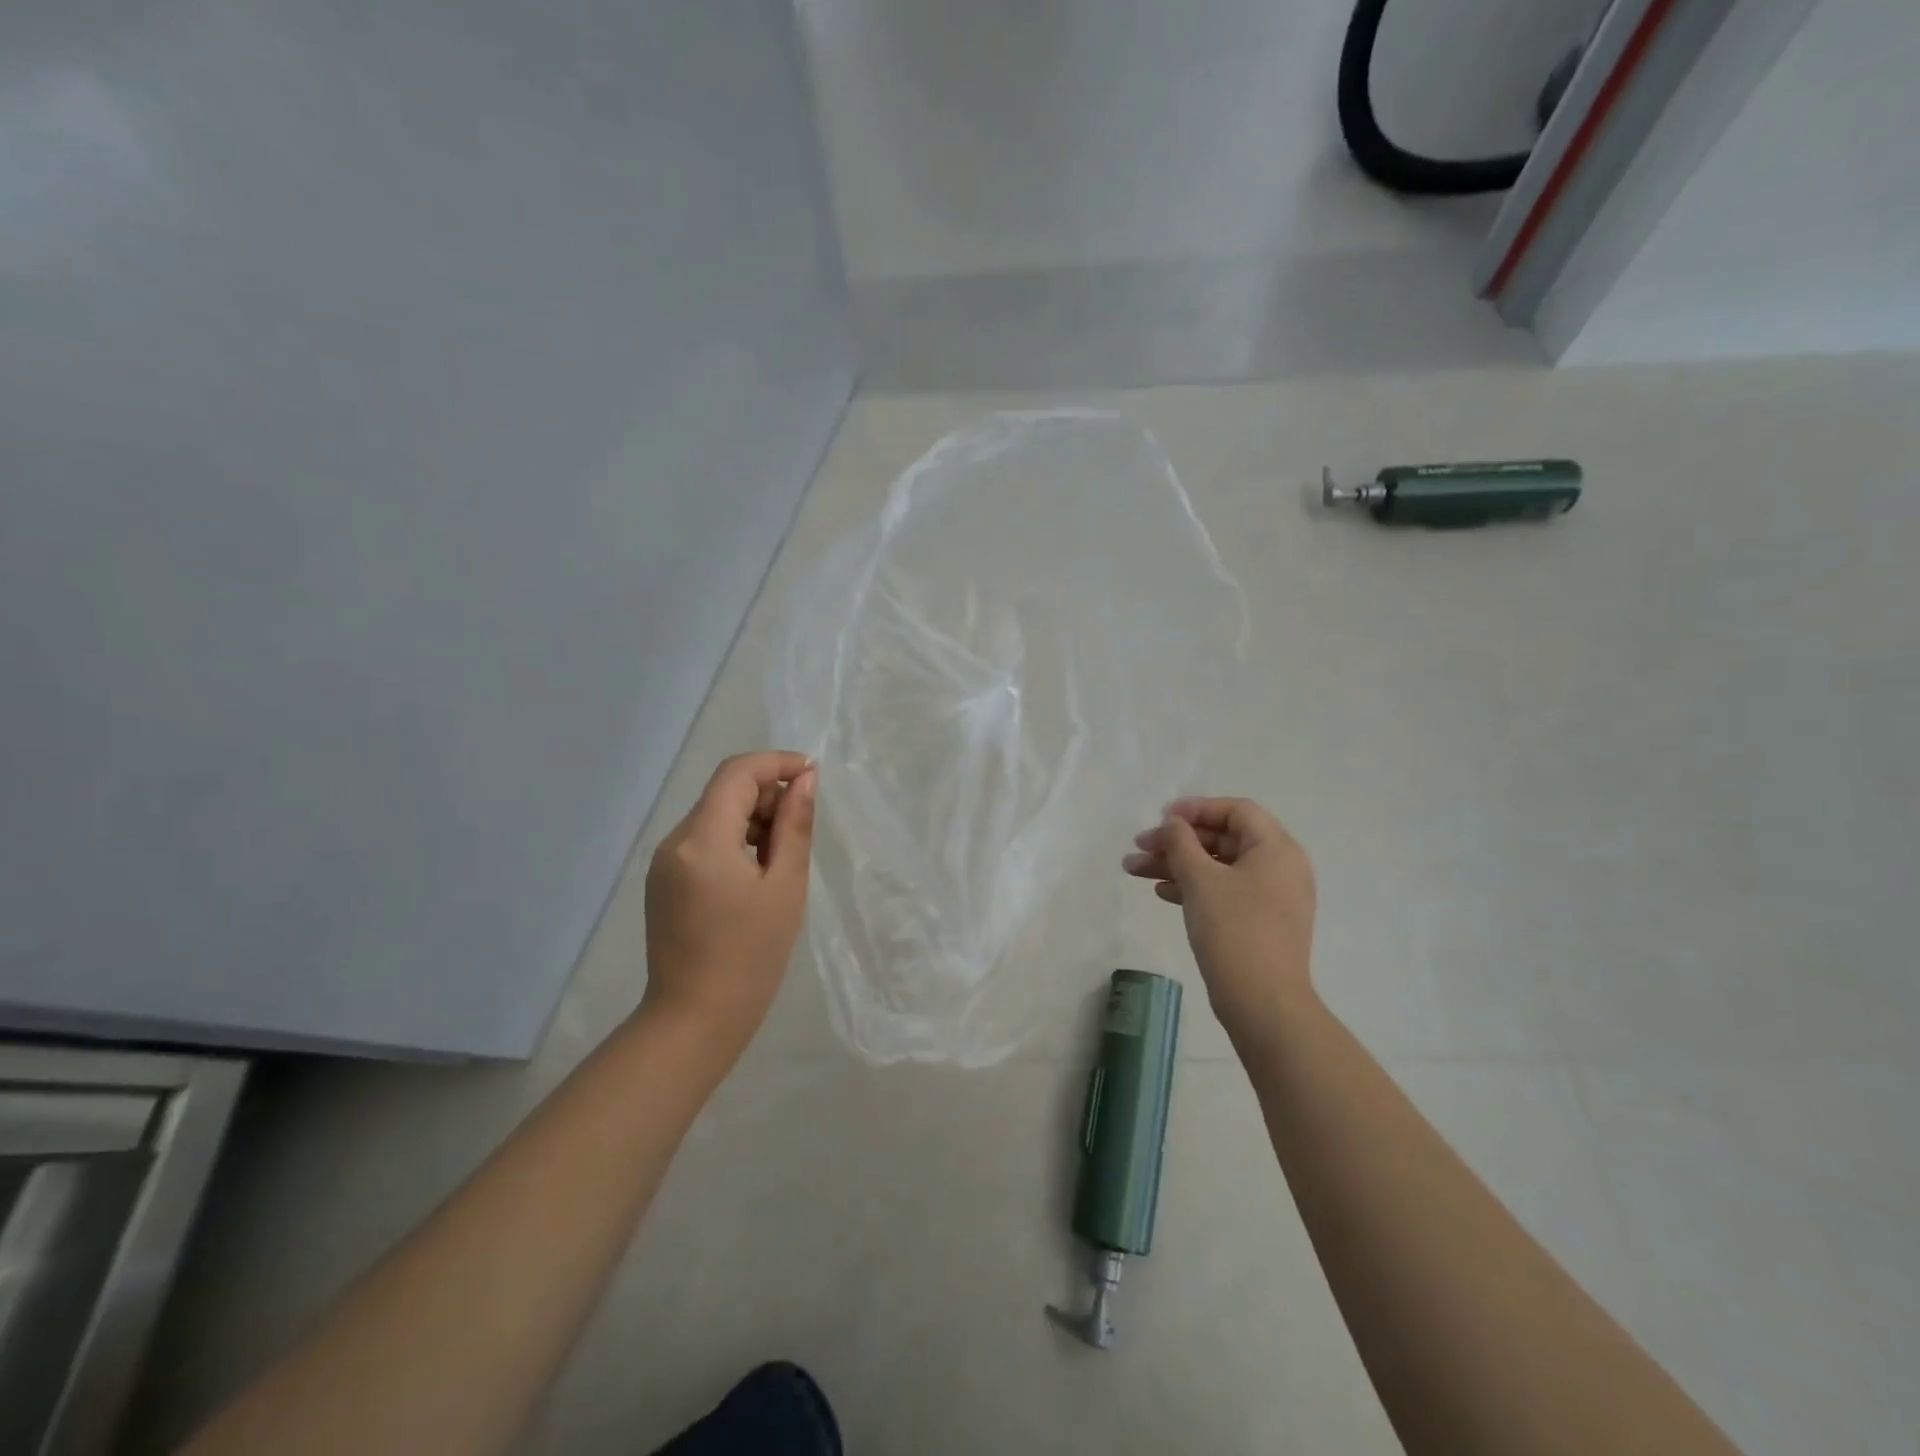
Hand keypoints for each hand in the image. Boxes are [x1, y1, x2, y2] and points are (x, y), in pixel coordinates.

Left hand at [642, 752, 815, 1052]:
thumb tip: (805, 780)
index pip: (737, 773)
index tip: (812, 775)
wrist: (696, 1019)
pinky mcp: (663, 882)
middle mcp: (674, 841)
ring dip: (752, 819)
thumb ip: (795, 825)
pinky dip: (734, 841)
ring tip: (782, 858)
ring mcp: (664, 862)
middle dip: (767, 795)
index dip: (776, 763)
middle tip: (800, 829)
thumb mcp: (785, 886)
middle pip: (724, 792)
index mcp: (702, 839)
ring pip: (714, 816)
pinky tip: (756, 874)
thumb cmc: (751, 955)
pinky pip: (703, 842)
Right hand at [1123, 796, 1316, 1045]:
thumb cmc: (1234, 930)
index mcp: (1277, 849)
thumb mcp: (1201, 879)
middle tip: (1140, 846)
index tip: (1162, 819)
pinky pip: (1223, 891)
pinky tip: (1161, 892)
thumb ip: (1181, 842)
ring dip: (1177, 864)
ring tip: (1134, 870)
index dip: (1196, 808)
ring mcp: (1271, 897)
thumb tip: (1172, 824)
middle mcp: (1280, 867)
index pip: (1236, 810)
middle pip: (1223, 838)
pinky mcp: (1259, 922)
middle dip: (1177, 841)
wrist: (1263, 1003)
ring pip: (1218, 867)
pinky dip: (1193, 887)